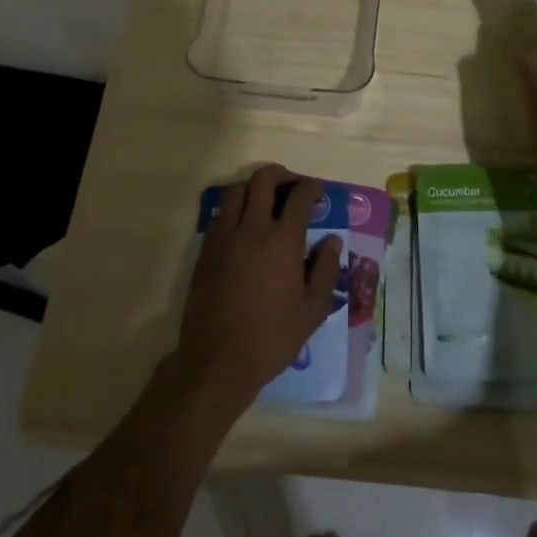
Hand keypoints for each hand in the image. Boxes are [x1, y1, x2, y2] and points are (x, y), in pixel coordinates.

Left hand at [179, 165, 342, 410]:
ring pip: (237, 191)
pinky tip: (245, 226)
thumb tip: (331, 241)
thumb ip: (326, 269)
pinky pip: (221, 214)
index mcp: (283, 241)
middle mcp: (252, 229)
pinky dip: (236, 208)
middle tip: (294, 186)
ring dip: (255, 187)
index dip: (311, 188)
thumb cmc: (272, 337)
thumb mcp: (312, 310)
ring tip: (267, 200)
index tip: (318, 192)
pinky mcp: (205, 251)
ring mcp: (224, 237)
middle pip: (263, 180)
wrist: (217, 361)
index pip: (299, 197)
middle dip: (283, 175)